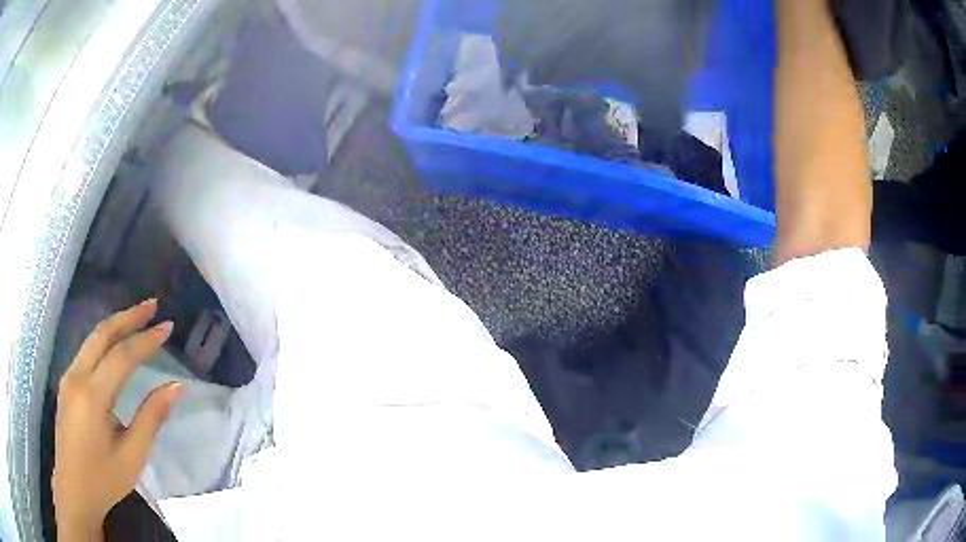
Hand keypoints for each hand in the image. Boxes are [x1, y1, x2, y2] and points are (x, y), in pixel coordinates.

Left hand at [53, 299, 181, 537]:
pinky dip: (104, 341)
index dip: (146, 339)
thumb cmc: (104, 480)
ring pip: (92, 339)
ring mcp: (68, 378)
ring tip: (137, 319)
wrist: (73, 490)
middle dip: (128, 316)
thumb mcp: (132, 457)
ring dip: (115, 325)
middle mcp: (76, 377)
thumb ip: (151, 418)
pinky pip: (86, 352)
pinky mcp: (66, 385)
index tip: (168, 326)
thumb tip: (175, 387)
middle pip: (102, 334)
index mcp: (92, 396)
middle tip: (152, 305)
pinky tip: (114, 346)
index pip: (122, 356)